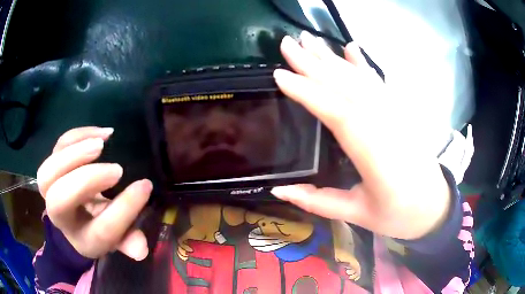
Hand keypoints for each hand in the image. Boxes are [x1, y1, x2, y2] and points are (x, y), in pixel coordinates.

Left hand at [37, 127, 151, 259]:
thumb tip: (141, 250)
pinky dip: (77, 136)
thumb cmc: (95, 227)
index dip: (124, 210)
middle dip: (85, 181)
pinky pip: (57, 146)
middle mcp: (59, 216)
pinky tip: (100, 133)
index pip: (101, 230)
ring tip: (102, 144)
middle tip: (116, 169)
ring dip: (74, 153)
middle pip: (58, 199)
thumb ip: (128, 242)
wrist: (71, 215)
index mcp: (81, 238)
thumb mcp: (115, 240)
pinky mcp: (52, 163)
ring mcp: (51, 188)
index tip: (144, 187)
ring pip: (48, 171)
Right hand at [271, 32, 450, 239]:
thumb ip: (318, 201)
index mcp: (375, 155)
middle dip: (314, 63)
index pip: (338, 113)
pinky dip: (363, 64)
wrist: (435, 207)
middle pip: (347, 87)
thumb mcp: (358, 214)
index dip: (309, 92)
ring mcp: (396, 115)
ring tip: (308, 39)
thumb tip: (278, 189)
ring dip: (332, 57)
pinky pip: (379, 83)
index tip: (280, 74)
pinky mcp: (401, 112)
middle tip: (287, 43)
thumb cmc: (398, 216)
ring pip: (361, 79)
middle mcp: (387, 126)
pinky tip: (351, 48)